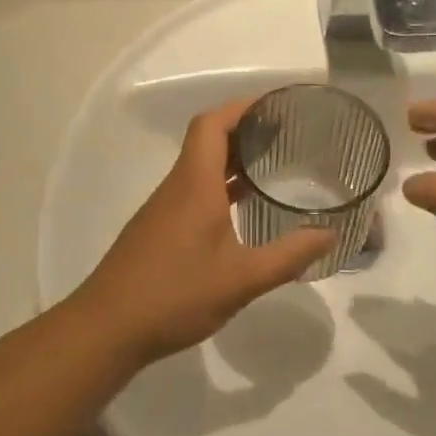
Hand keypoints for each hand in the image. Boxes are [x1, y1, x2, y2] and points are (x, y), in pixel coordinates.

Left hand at [76, 100, 332, 364]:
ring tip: (272, 167)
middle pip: (206, 141)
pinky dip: (219, 188)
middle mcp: (177, 188)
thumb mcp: (242, 280)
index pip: (211, 124)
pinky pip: (192, 193)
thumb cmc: (176, 295)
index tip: (276, 106)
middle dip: (244, 132)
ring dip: (232, 162)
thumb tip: (328, 235)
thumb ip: (288, 256)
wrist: (107, 329)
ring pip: (199, 169)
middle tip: (286, 136)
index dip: (241, 107)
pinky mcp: (158, 231)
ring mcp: (163, 210)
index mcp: (194, 185)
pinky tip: (241, 212)